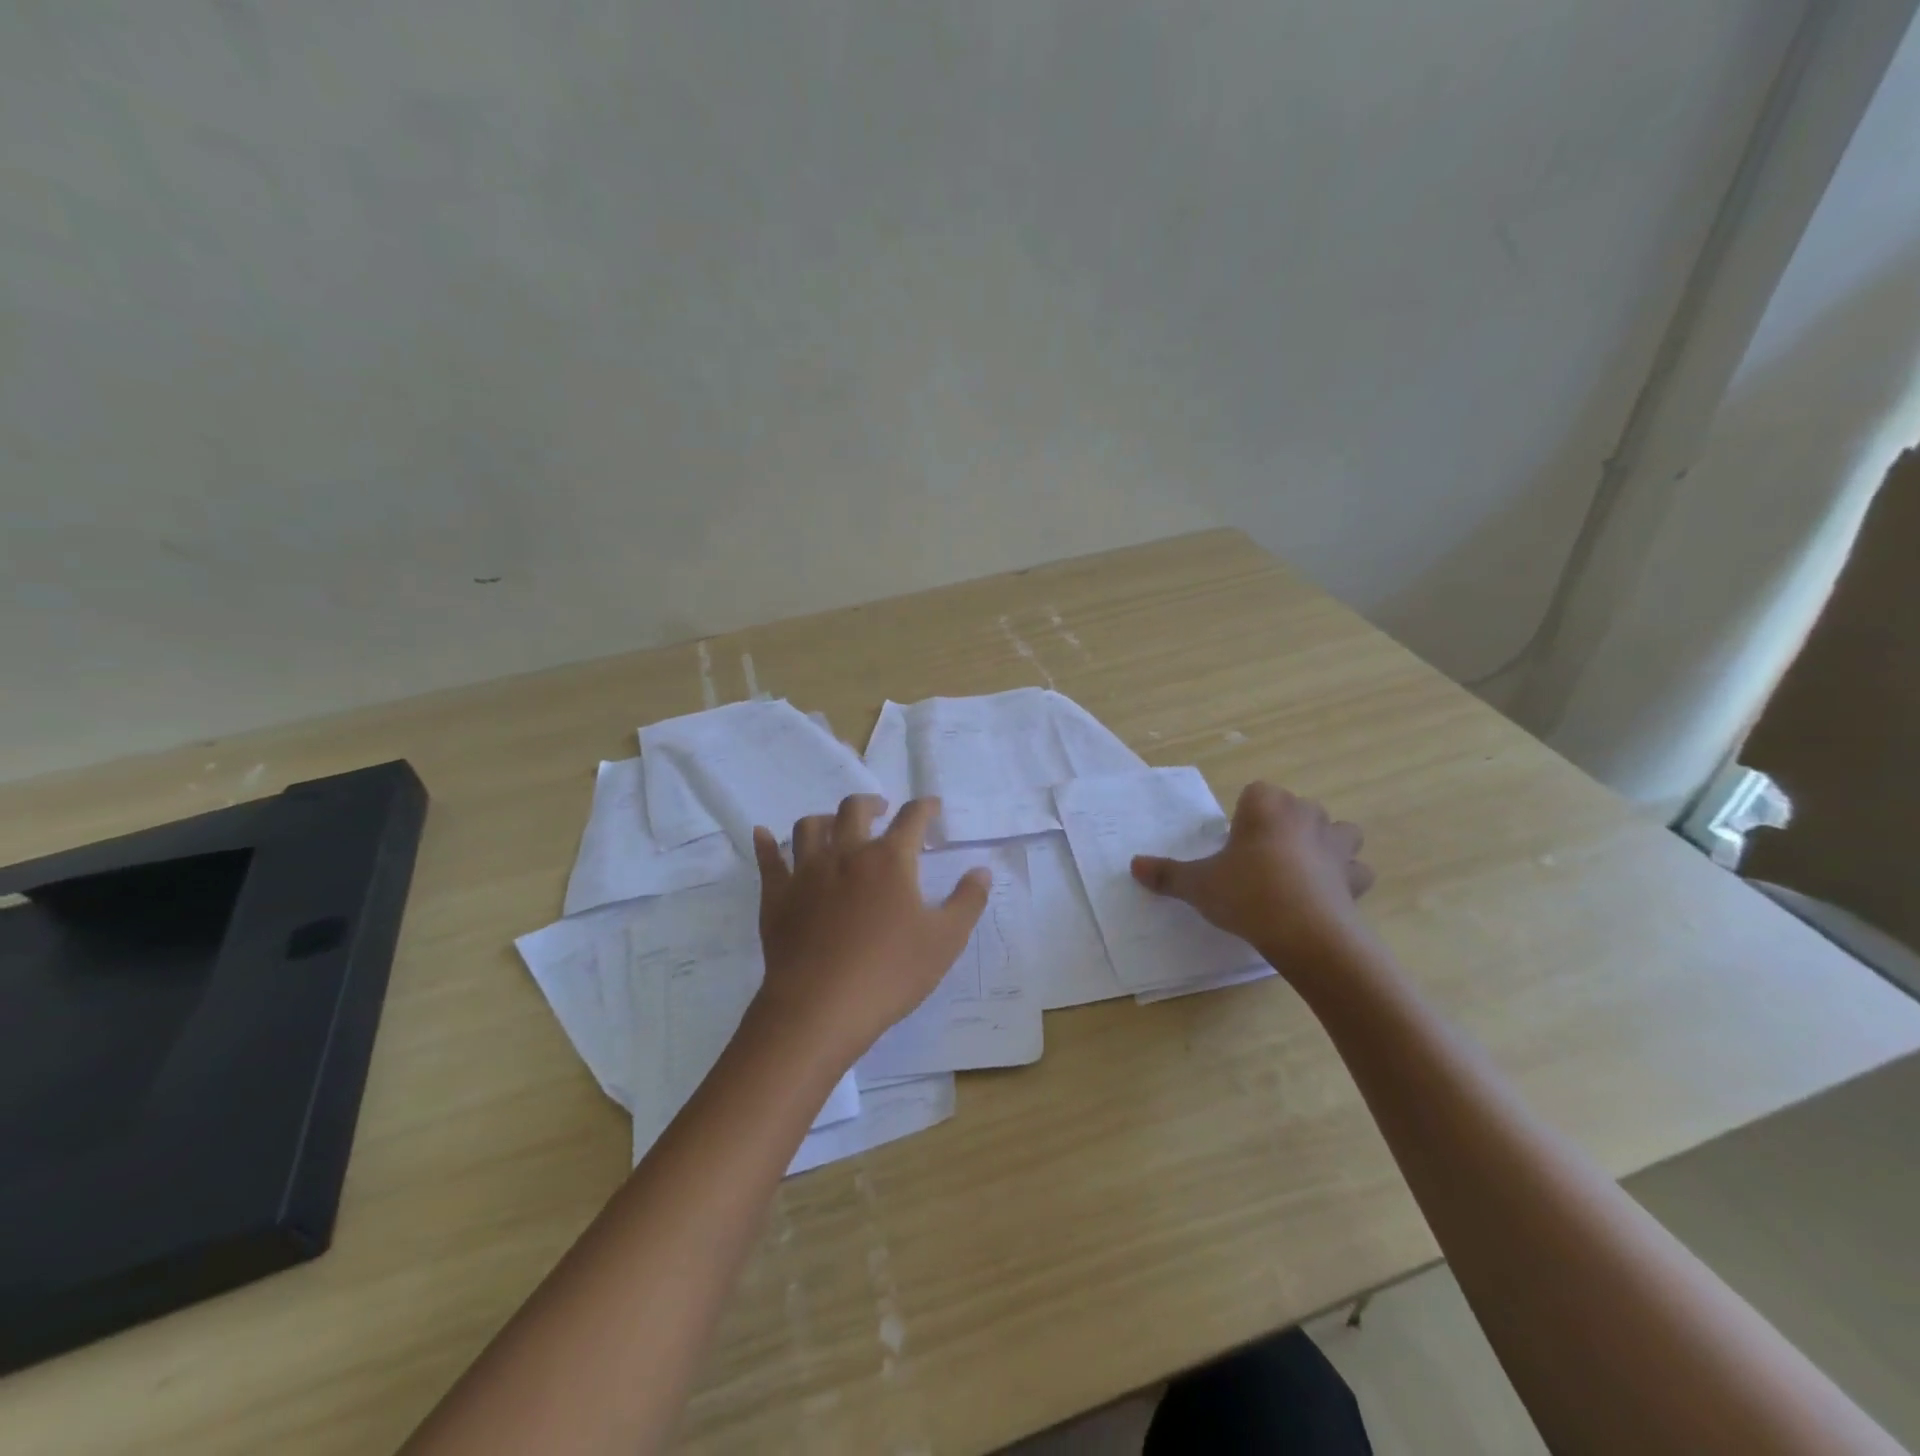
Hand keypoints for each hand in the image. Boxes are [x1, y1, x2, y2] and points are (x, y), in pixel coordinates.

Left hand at [748, 795, 990, 1069]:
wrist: (820, 1007)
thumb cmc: (890, 973)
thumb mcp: (945, 941)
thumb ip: (967, 901)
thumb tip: (981, 870)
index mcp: (889, 859)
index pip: (912, 818)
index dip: (925, 807)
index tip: (932, 806)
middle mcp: (846, 853)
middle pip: (855, 809)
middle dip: (872, 804)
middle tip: (881, 811)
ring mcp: (806, 872)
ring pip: (810, 826)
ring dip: (825, 818)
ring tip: (834, 825)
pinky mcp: (777, 896)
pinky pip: (768, 860)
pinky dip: (766, 844)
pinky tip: (763, 835)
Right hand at [1131, 782, 1373, 970]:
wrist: (1305, 933)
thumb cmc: (1246, 893)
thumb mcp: (1197, 885)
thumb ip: (1167, 874)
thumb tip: (1134, 865)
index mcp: (1265, 804)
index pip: (1255, 793)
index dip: (1244, 816)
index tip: (1233, 845)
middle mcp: (1305, 814)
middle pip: (1295, 808)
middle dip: (1282, 828)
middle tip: (1259, 860)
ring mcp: (1336, 844)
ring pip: (1339, 832)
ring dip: (1325, 845)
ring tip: (1301, 871)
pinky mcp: (1355, 877)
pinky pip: (1355, 871)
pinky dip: (1346, 879)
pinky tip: (1327, 896)